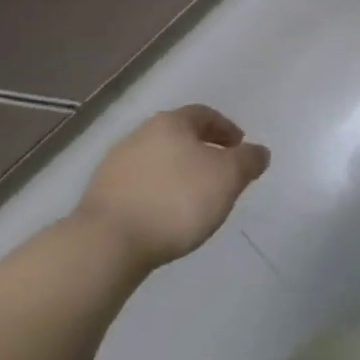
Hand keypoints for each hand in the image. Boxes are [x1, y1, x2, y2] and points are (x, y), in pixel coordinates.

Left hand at [76, 105, 269, 272]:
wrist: (107, 244)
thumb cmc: (176, 201)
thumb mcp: (228, 178)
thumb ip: (248, 161)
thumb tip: (259, 152)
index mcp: (171, 122)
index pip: (204, 115)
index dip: (225, 129)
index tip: (239, 148)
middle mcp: (141, 134)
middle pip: (178, 136)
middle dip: (201, 151)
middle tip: (218, 173)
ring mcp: (115, 165)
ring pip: (157, 161)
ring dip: (176, 174)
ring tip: (192, 200)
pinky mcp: (100, 196)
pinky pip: (138, 186)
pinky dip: (156, 194)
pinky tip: (164, 217)